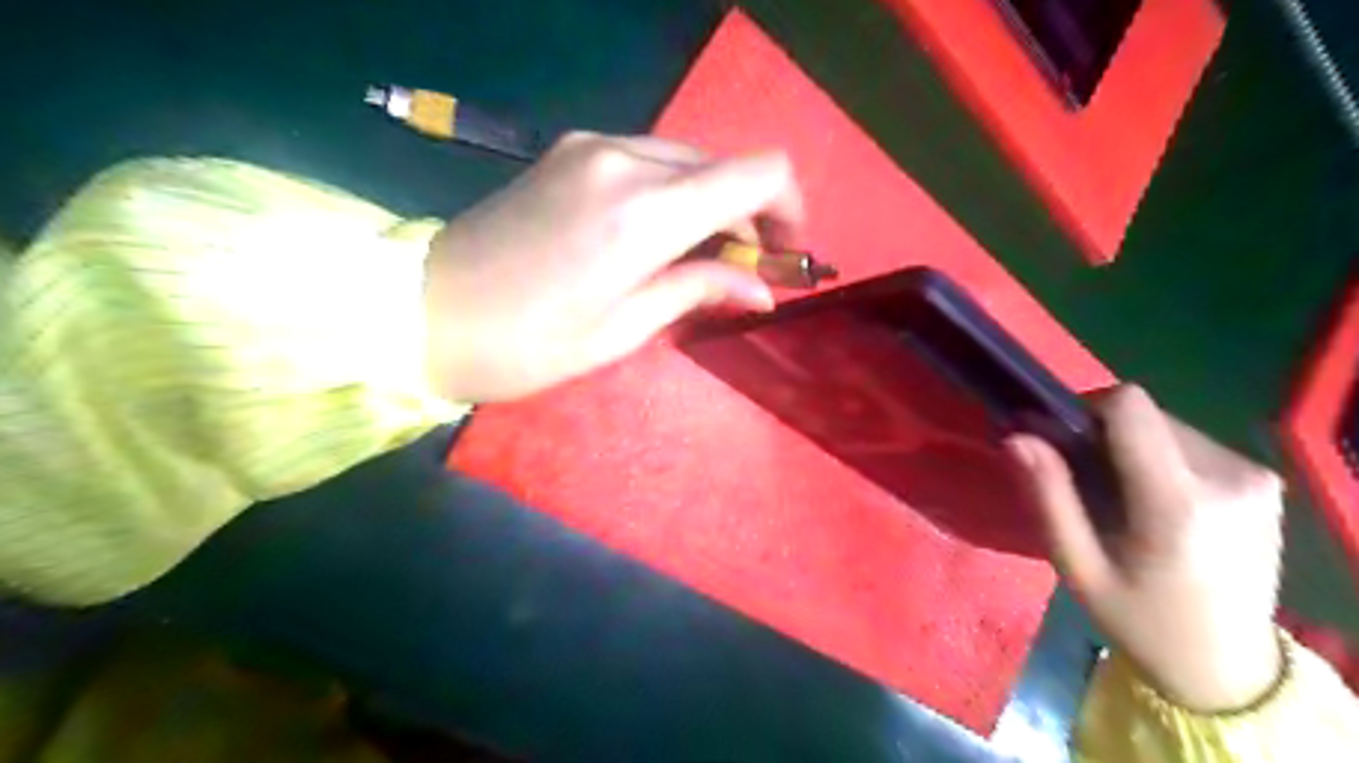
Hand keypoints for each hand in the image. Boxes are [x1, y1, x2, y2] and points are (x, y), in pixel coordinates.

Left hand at [423, 130, 797, 405]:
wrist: (420, 312)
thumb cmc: (525, 344)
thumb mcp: (623, 330)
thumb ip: (698, 289)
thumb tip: (761, 287)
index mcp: (644, 212)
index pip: (759, 173)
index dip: (789, 209)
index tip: (782, 254)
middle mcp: (624, 159)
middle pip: (724, 165)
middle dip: (747, 215)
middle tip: (737, 272)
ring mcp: (592, 147)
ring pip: (687, 161)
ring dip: (708, 205)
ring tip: (695, 261)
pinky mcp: (570, 150)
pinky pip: (648, 161)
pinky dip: (671, 194)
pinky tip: (653, 238)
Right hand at [1006, 391, 1285, 711]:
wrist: (1229, 668)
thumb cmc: (1140, 620)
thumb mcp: (1078, 566)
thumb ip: (1048, 495)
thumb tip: (1016, 436)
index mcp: (1177, 501)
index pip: (1129, 405)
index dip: (1086, 410)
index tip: (1064, 444)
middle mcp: (1228, 476)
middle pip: (1145, 414)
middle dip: (1106, 437)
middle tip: (1087, 484)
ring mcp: (1255, 477)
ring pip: (1167, 425)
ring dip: (1133, 448)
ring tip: (1124, 500)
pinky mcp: (1264, 481)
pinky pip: (1192, 443)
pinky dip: (1162, 459)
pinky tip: (1159, 505)